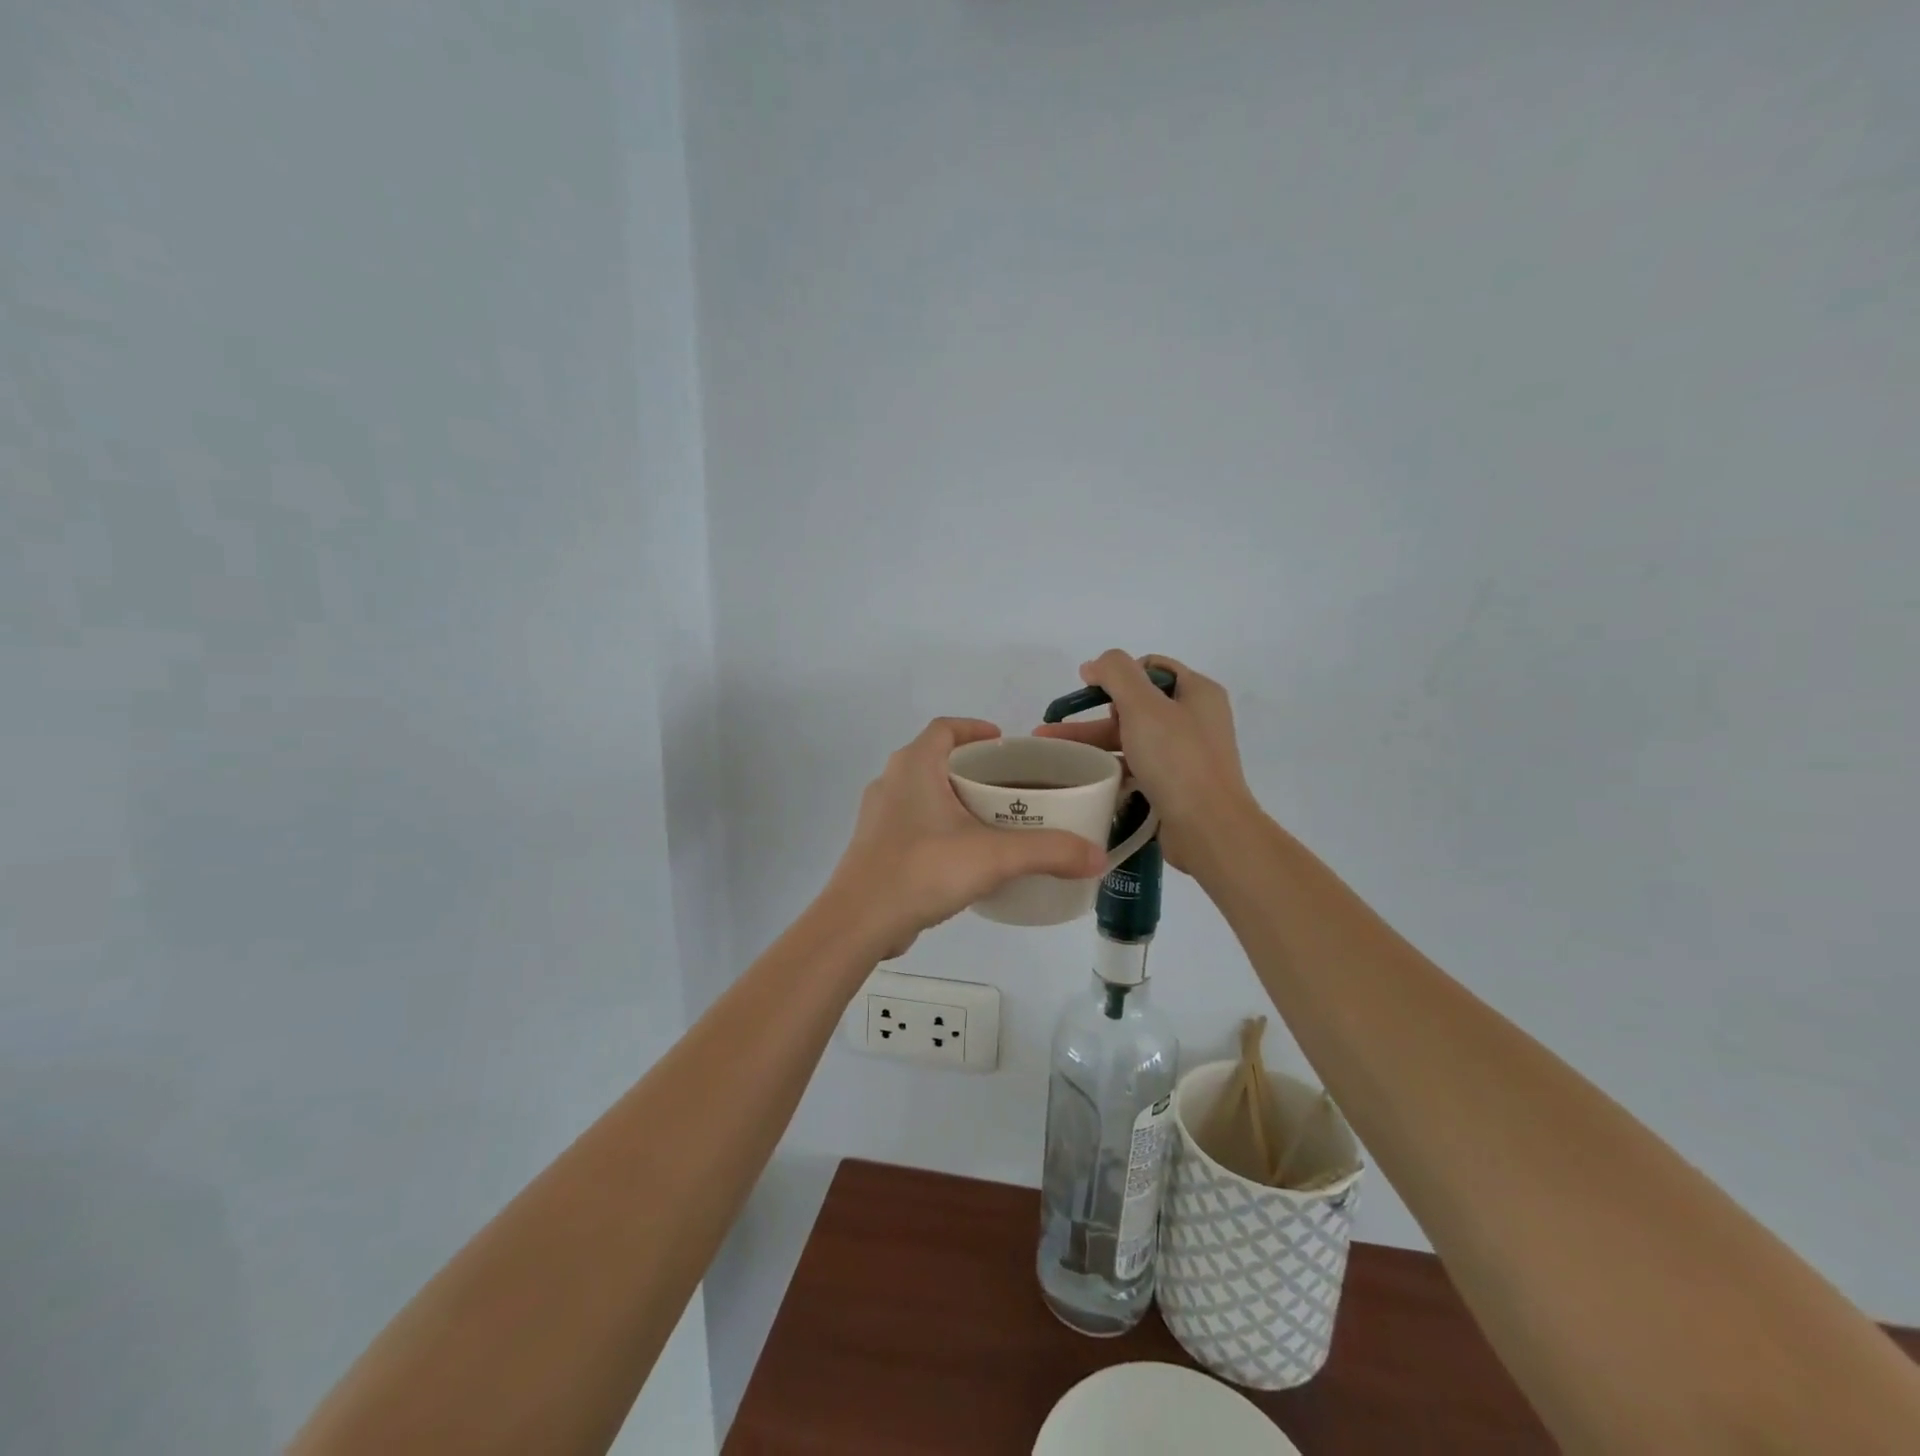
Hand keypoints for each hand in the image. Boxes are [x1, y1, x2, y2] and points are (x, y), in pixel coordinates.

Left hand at [826, 718, 1107, 958]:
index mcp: (913, 766)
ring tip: (994, 819)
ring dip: (955, 799)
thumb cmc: (922, 870)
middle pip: (936, 759)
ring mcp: (879, 816)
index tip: (1004, 742)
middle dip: (973, 768)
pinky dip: (940, 826)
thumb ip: (1048, 852)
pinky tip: (964, 854)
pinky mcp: (875, 847)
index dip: (975, 729)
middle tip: (1011, 786)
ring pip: (924, 793)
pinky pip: (914, 823)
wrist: (859, 922)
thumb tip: (1097, 856)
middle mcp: (891, 782)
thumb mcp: (993, 857)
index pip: (945, 728)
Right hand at [1034, 651, 1257, 871]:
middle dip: (1093, 714)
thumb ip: (1117, 673)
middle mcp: (1194, 719)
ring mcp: (1185, 755)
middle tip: (1056, 728)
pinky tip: (1083, 777)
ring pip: (1131, 738)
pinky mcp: (1174, 785)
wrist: (1208, 828)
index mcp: (1197, 692)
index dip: (1118, 674)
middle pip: (1136, 705)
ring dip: (1094, 743)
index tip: (1089, 691)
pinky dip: (1111, 768)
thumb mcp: (1143, 705)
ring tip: (1053, 754)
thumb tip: (1094, 665)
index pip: (1151, 667)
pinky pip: (1136, 767)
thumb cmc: (1177, 759)